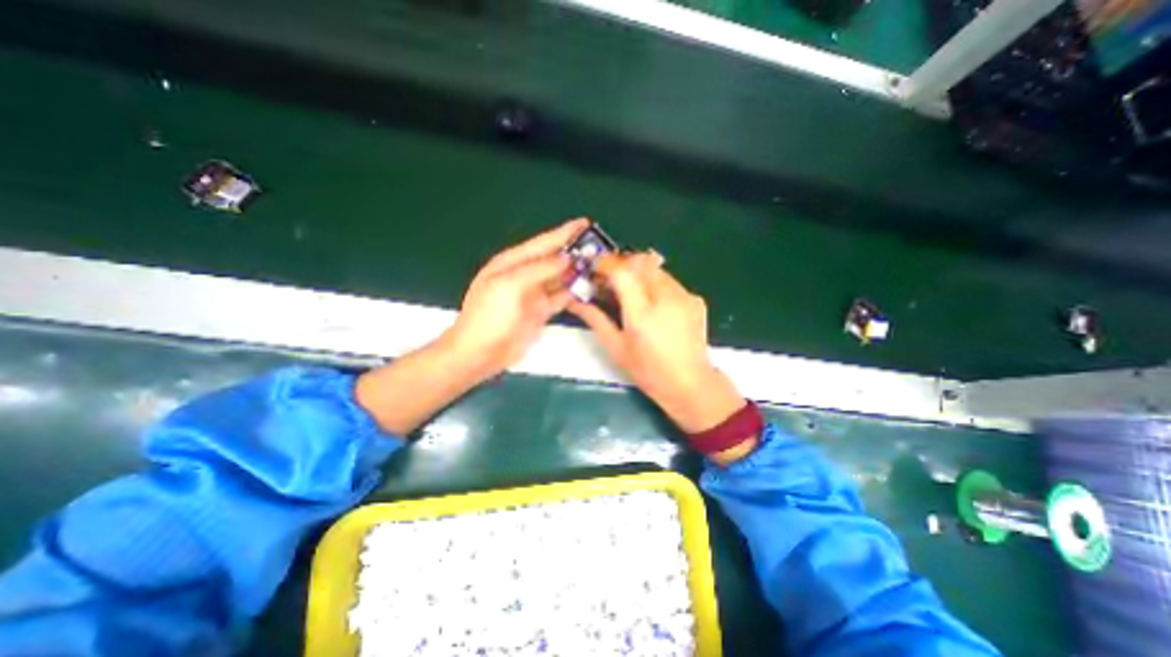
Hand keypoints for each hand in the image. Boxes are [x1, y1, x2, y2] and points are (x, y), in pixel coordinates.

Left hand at [353, 221, 585, 436]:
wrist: (480, 353)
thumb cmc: (488, 317)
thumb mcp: (510, 286)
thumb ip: (539, 269)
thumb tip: (566, 258)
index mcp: (513, 262)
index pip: (543, 242)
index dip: (565, 232)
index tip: (585, 223)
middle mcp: (525, 274)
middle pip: (555, 259)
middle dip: (576, 252)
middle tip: (600, 247)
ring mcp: (535, 293)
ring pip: (561, 277)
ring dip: (578, 271)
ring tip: (600, 265)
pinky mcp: (542, 311)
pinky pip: (563, 296)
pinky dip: (576, 291)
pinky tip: (589, 287)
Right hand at [565, 255, 745, 432]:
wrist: (690, 384)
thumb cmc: (648, 371)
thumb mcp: (616, 348)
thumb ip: (595, 319)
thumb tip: (575, 301)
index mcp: (642, 313)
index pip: (622, 272)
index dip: (605, 264)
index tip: (594, 268)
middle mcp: (666, 297)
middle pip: (641, 262)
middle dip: (622, 264)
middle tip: (609, 279)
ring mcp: (685, 296)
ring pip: (656, 268)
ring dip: (639, 272)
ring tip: (630, 291)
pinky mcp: (695, 300)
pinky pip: (670, 281)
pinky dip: (655, 283)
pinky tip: (652, 303)